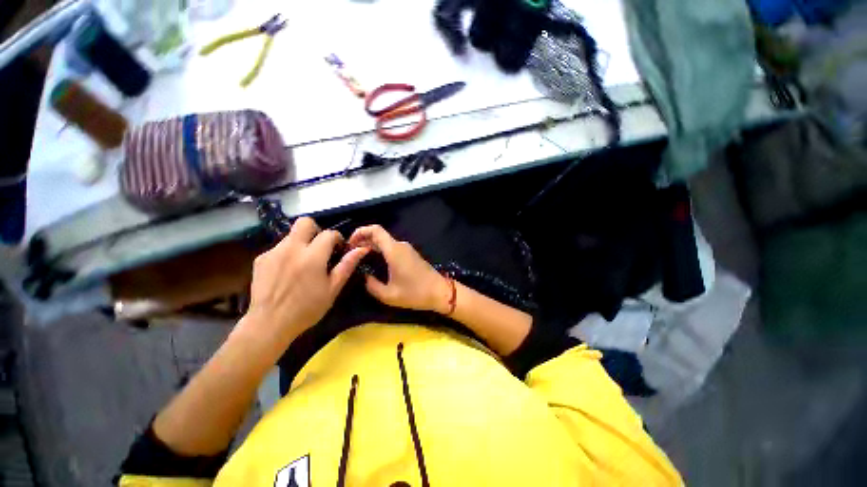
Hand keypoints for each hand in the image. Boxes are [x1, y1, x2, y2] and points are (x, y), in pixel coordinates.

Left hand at [244, 217, 368, 341]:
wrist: (270, 324)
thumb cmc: (307, 308)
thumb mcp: (333, 288)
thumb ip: (347, 265)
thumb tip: (362, 249)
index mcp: (312, 257)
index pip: (329, 233)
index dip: (337, 238)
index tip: (338, 249)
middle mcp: (292, 248)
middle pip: (305, 222)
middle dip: (316, 230)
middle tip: (320, 247)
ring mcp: (273, 252)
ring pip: (291, 235)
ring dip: (302, 243)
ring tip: (303, 264)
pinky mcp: (261, 259)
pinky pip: (279, 248)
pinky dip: (288, 254)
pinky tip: (287, 272)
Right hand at [349, 225, 450, 313]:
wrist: (440, 292)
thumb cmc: (415, 293)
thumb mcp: (389, 295)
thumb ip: (372, 285)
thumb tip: (364, 277)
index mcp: (394, 250)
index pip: (375, 230)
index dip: (360, 231)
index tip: (349, 243)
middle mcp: (400, 245)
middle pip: (378, 235)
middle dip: (363, 240)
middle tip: (350, 253)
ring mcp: (407, 249)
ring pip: (385, 242)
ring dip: (372, 246)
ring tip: (359, 258)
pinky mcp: (410, 254)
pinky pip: (392, 248)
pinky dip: (380, 250)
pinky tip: (374, 262)